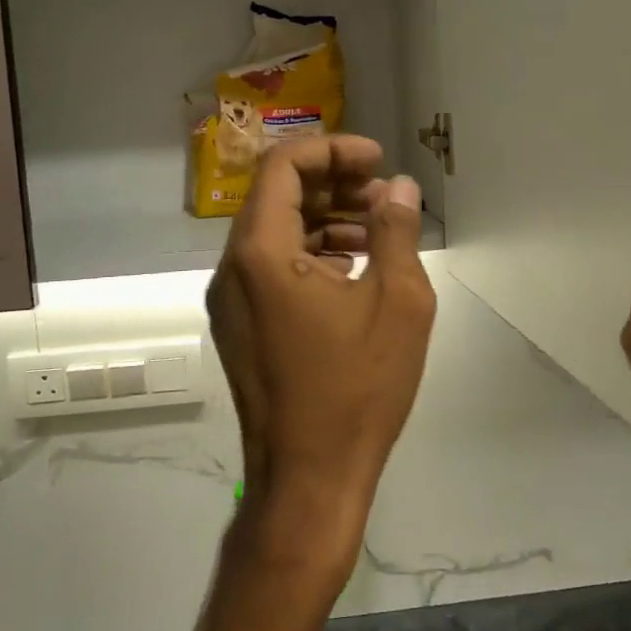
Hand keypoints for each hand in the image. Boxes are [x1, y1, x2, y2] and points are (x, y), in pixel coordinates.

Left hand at [207, 135, 436, 584]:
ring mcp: (231, 300)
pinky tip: (354, 266)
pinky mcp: (240, 326)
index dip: (332, 150)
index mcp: (260, 254)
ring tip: (377, 229)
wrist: (308, 480)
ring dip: (323, 218)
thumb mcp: (397, 303)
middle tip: (382, 192)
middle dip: (331, 183)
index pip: (283, 167)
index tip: (377, 161)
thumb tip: (399, 187)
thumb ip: (397, 232)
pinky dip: (309, 252)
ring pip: (273, 232)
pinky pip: (270, 267)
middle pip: (275, 196)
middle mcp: (232, 269)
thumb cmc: (356, 390)